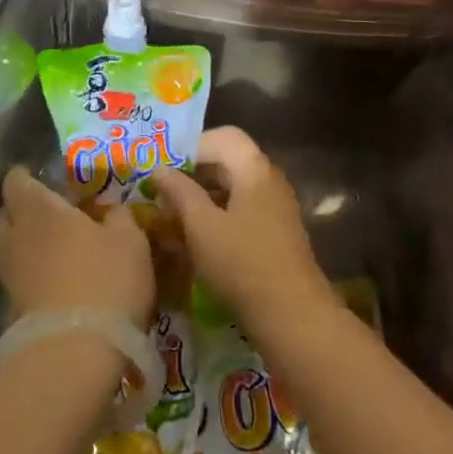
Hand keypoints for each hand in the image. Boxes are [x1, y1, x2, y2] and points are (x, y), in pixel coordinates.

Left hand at [0, 167, 154, 329]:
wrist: (76, 352)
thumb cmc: (106, 280)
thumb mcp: (130, 240)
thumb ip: (119, 216)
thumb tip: (111, 209)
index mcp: (40, 208)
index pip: (16, 180)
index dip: (26, 176)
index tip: (44, 178)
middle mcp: (16, 235)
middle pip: (4, 212)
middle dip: (21, 208)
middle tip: (51, 212)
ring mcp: (9, 272)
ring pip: (9, 245)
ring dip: (25, 242)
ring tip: (55, 247)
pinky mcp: (11, 305)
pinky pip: (17, 275)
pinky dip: (31, 271)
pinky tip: (56, 278)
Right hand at [153, 127, 337, 334]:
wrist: (293, 316)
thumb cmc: (242, 264)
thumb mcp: (201, 226)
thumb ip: (179, 192)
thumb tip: (160, 168)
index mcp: (254, 169)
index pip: (222, 137)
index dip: (190, 146)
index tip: (163, 168)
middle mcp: (269, 180)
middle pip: (228, 161)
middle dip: (193, 173)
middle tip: (162, 192)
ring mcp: (276, 207)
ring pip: (233, 187)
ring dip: (203, 196)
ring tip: (172, 215)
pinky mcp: (276, 232)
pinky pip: (242, 209)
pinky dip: (217, 214)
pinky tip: (196, 237)